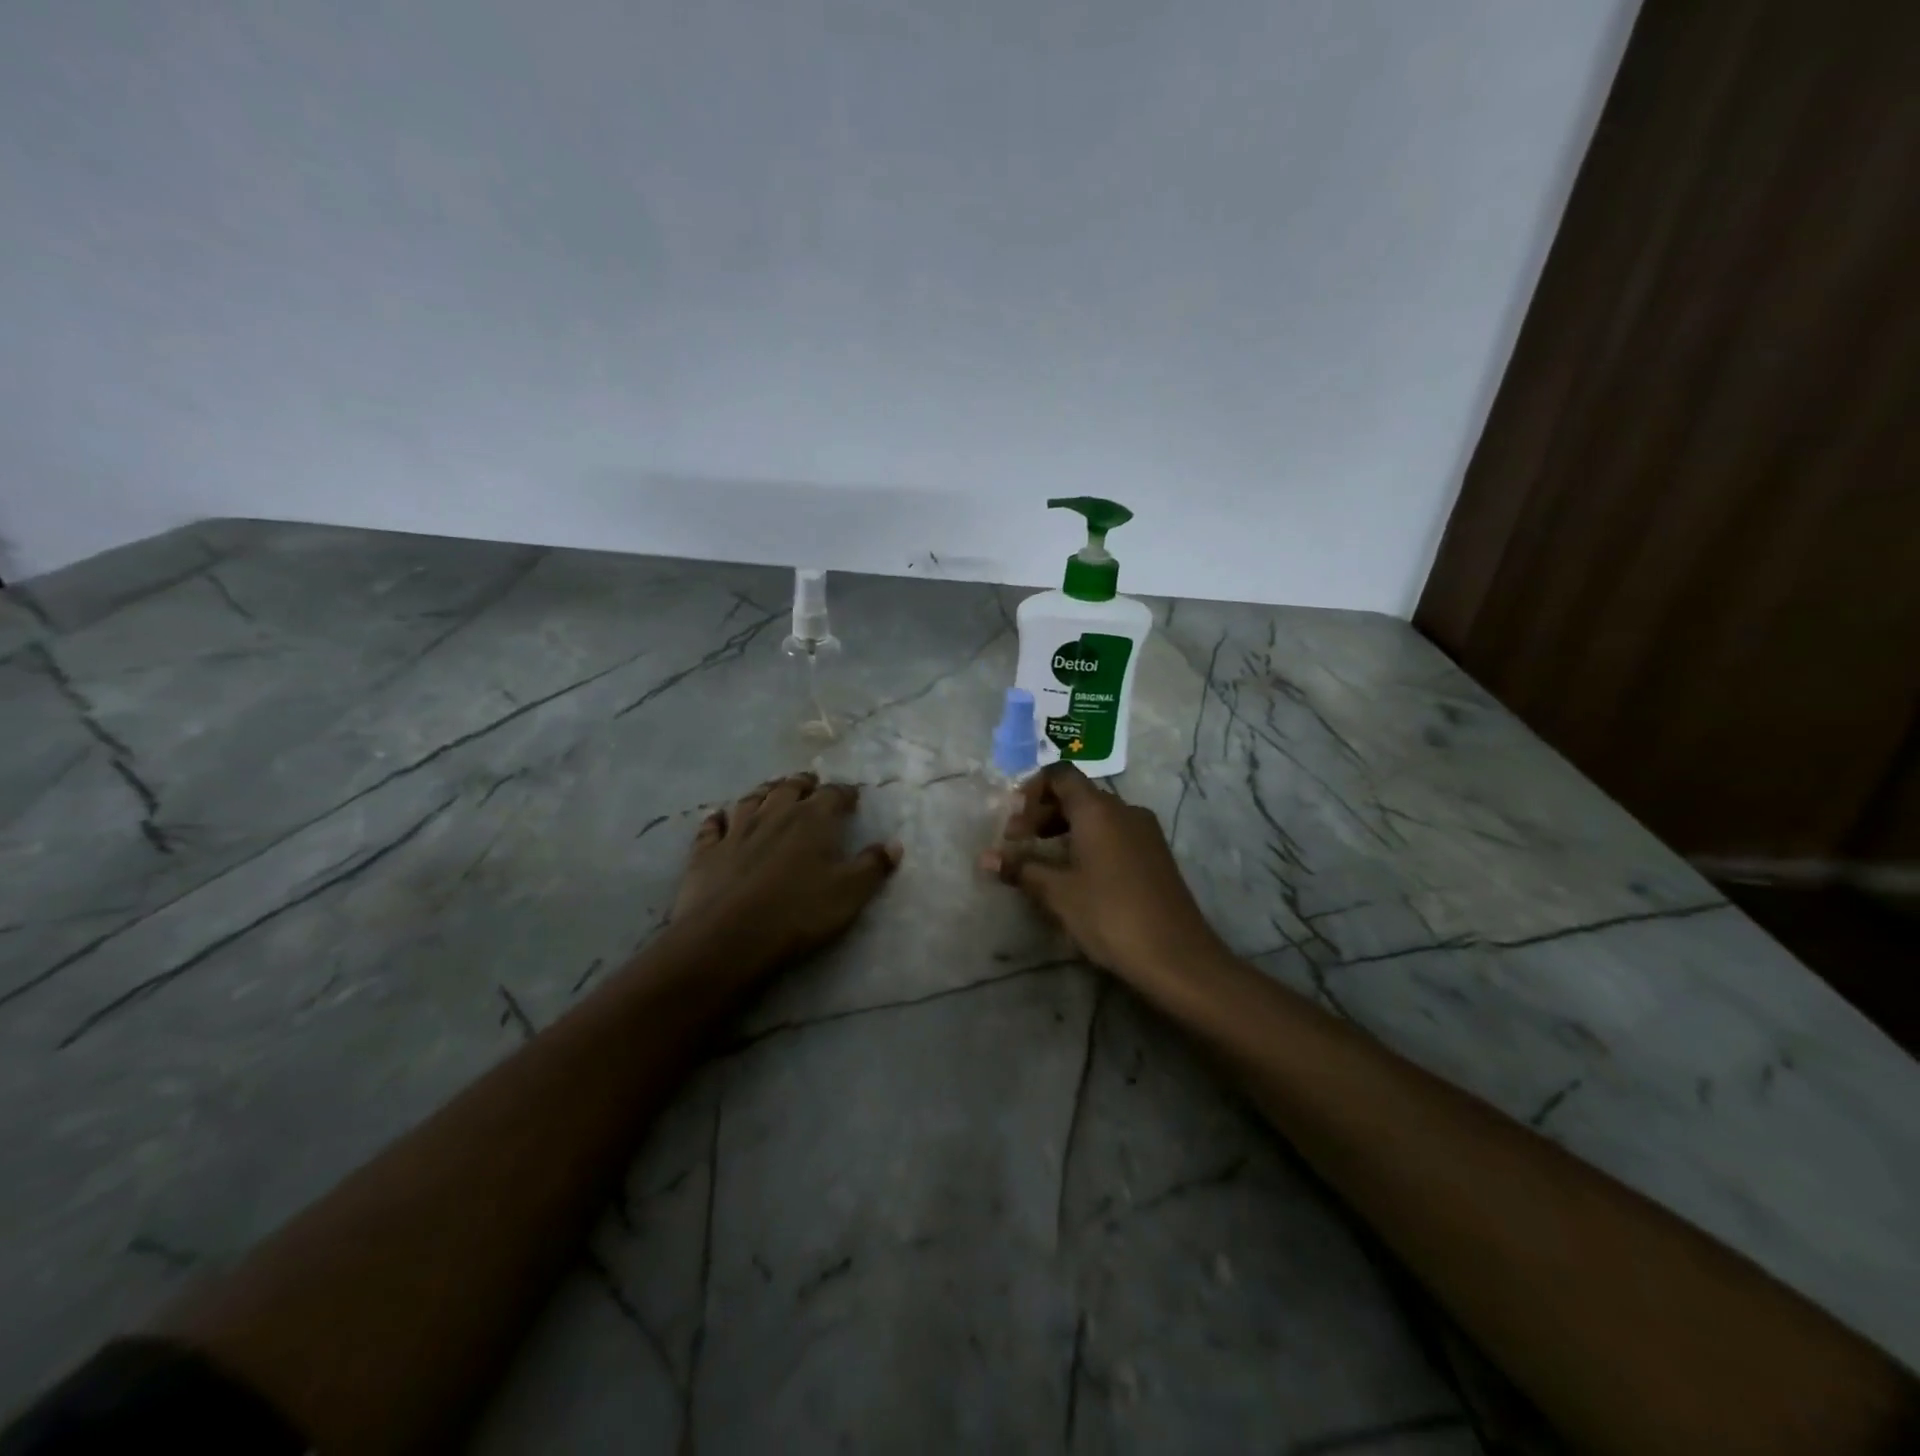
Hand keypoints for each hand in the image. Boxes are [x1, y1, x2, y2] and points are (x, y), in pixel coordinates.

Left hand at [671, 772, 902, 971]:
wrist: (729, 936)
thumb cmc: (798, 912)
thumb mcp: (850, 893)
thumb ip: (873, 866)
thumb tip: (894, 844)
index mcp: (812, 819)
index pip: (833, 795)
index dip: (845, 793)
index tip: (852, 796)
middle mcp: (774, 814)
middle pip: (790, 788)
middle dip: (803, 783)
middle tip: (811, 784)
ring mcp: (736, 830)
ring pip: (751, 799)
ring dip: (764, 791)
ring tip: (772, 789)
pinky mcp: (706, 852)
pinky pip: (712, 826)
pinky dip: (717, 818)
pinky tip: (718, 817)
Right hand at [981, 764, 1224, 982]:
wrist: (1177, 956)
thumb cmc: (1110, 915)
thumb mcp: (1057, 893)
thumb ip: (1020, 869)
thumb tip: (985, 858)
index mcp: (1098, 809)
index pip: (1060, 775)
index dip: (1032, 790)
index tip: (1014, 821)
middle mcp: (1124, 810)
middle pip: (1077, 795)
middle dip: (1043, 813)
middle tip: (1018, 844)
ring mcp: (1145, 832)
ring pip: (1097, 816)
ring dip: (1065, 829)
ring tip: (1042, 862)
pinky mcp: (1155, 855)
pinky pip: (1114, 834)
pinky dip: (1089, 842)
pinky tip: (1076, 876)